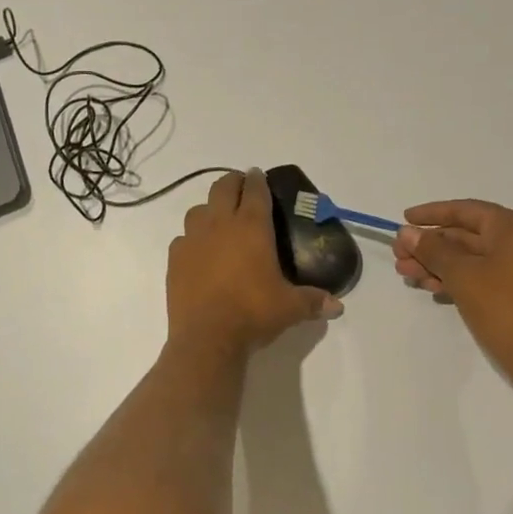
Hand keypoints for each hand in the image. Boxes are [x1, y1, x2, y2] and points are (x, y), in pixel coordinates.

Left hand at [167, 168, 341, 355]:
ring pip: (198, 209)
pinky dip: (192, 239)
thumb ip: (314, 301)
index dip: (258, 180)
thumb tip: (338, 306)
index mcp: (251, 226)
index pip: (255, 190)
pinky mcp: (175, 258)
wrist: (207, 337)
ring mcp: (192, 239)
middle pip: (223, 188)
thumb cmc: (253, 313)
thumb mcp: (290, 308)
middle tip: (242, 189)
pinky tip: (199, 252)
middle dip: (233, 183)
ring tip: (219, 221)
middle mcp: (219, 224)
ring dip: (210, 209)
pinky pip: (183, 238)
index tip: (259, 176)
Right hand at [393, 200, 512, 379]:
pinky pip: (487, 274)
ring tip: (407, 276)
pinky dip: (460, 279)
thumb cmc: (504, 309)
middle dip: (430, 247)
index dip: (430, 214)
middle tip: (398, 257)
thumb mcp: (462, 275)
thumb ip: (432, 249)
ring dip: (439, 265)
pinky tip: (432, 288)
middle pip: (468, 235)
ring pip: (475, 258)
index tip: (403, 220)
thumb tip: (406, 232)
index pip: (466, 211)